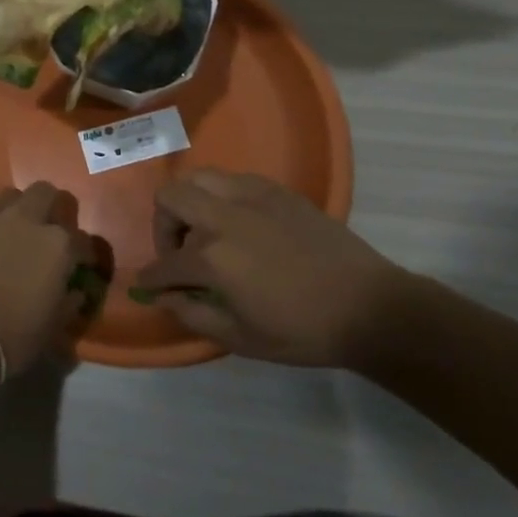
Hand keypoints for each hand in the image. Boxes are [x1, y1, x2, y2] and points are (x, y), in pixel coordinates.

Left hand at [0, 183, 112, 385]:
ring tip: (21, 231)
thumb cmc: (12, 336)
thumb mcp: (52, 328)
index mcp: (58, 245)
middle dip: (54, 208)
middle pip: (46, 193)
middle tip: (53, 231)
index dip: (87, 255)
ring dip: (21, 208)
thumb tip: (74, 292)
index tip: (84, 267)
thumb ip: (68, 304)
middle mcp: (28, 221)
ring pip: (13, 196)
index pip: (84, 241)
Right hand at [132, 169, 405, 367]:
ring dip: (190, 204)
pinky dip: (221, 197)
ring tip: (207, 232)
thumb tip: (163, 298)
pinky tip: (240, 224)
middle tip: (180, 252)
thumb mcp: (243, 338)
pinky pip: (231, 180)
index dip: (151, 277)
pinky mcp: (275, 190)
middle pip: (169, 198)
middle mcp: (223, 217)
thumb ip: (193, 315)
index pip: (164, 263)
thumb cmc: (304, 331)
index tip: (147, 284)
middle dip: (163, 226)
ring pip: (197, 178)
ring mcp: (250, 197)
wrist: (370, 307)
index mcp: (213, 258)